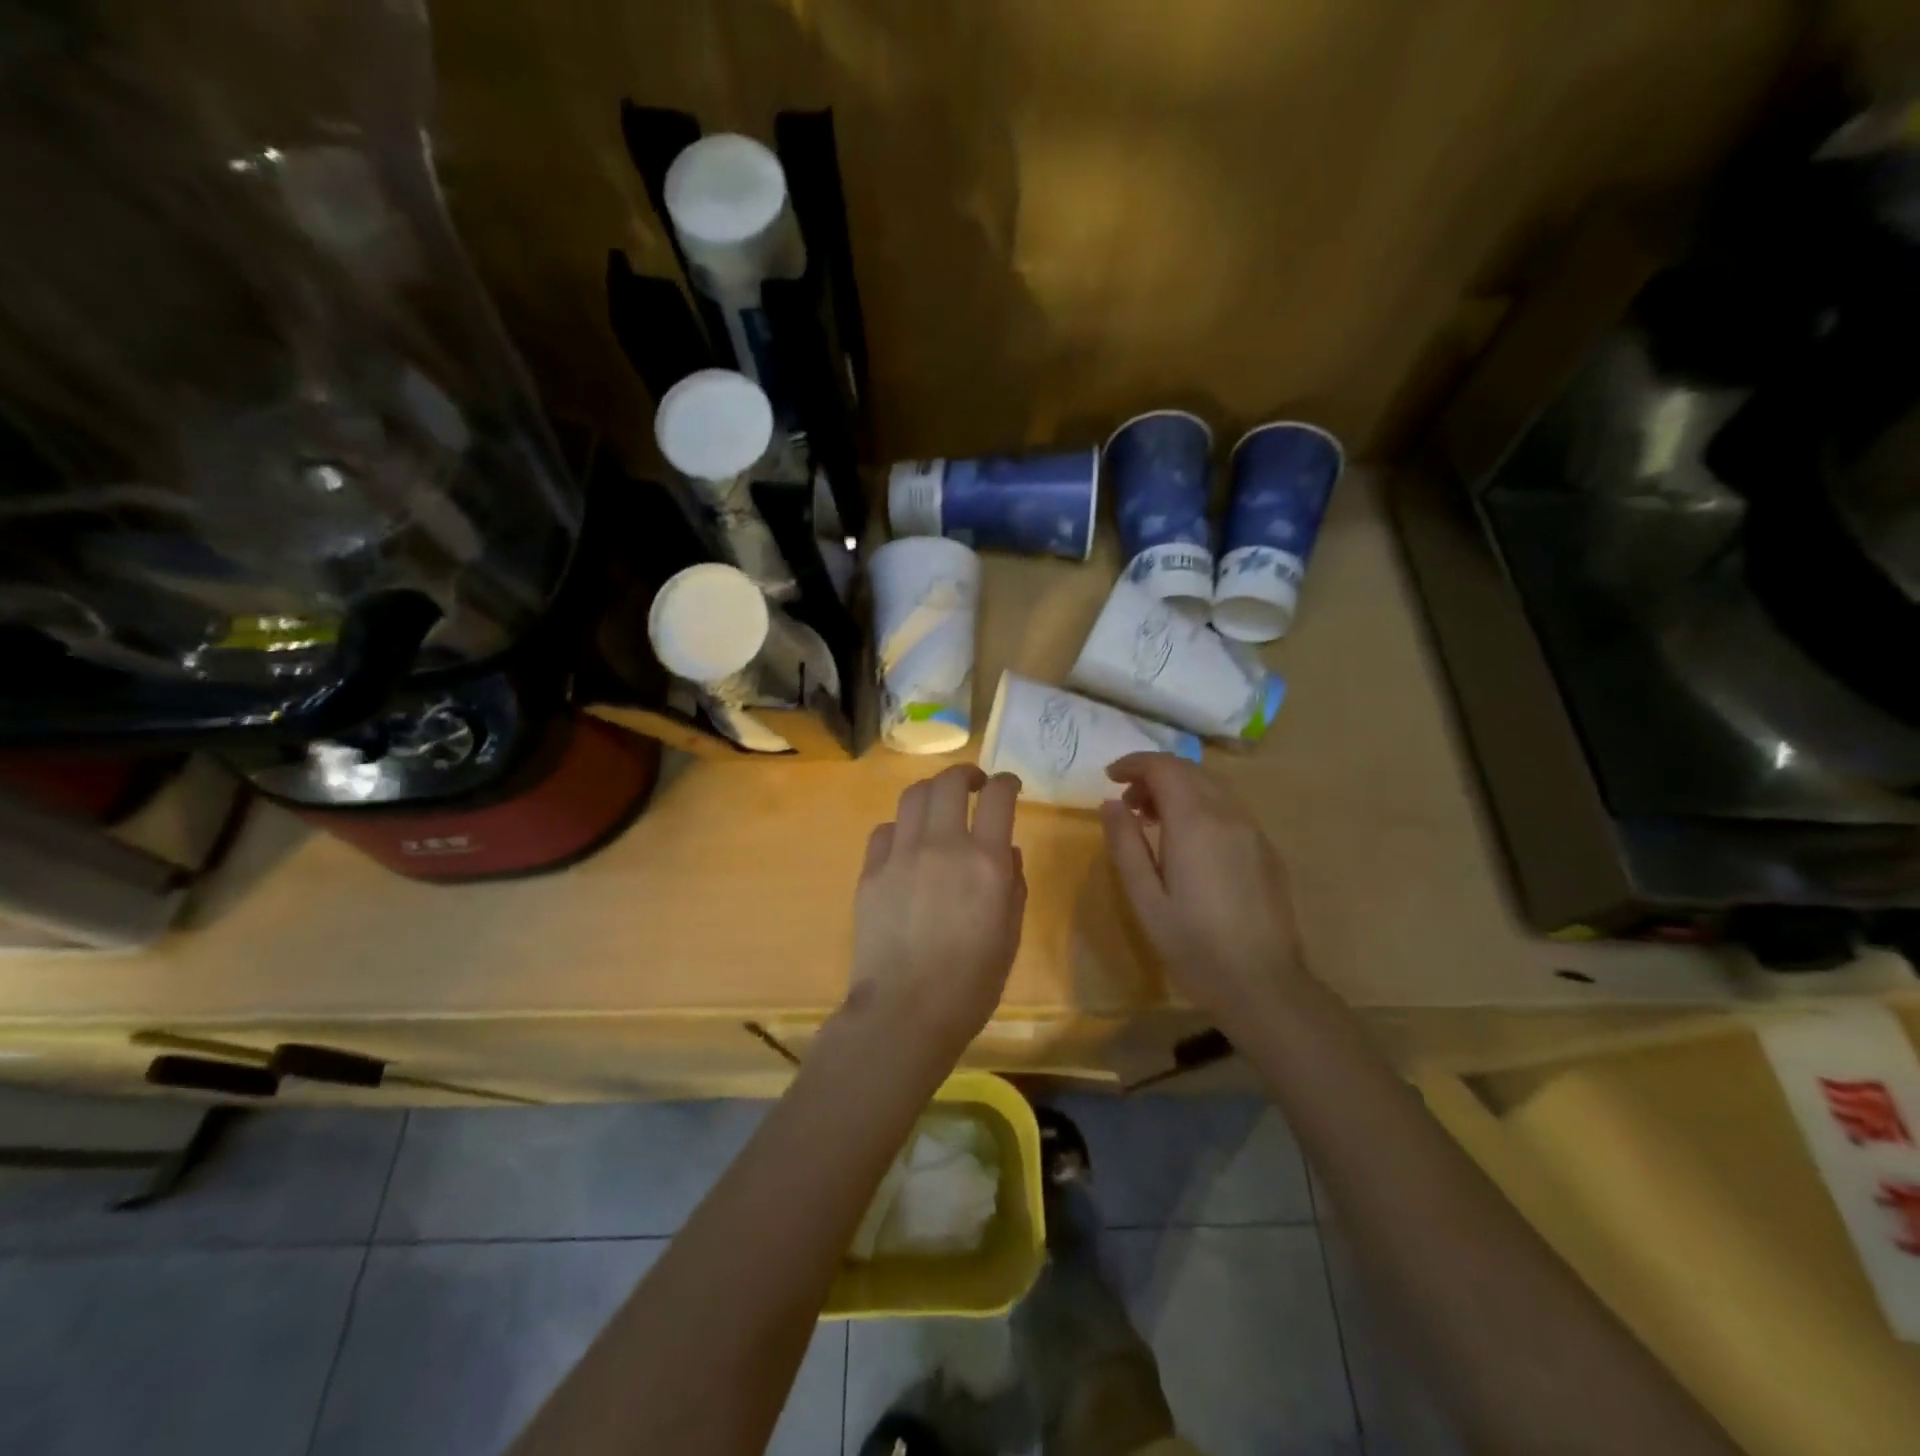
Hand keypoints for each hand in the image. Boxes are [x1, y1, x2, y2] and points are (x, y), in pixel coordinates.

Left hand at [847, 765, 1027, 1054]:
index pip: (998, 796)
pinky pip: (885, 830)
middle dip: (965, 774)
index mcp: (985, 861)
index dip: (1005, 782)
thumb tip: (1006, 851)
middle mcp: (942, 845)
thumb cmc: (972, 982)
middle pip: (949, 782)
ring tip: (939, 805)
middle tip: (973, 784)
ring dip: (931, 791)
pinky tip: (906, 844)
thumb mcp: (1010, 934)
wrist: (906, 1010)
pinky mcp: (870, 871)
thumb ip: (1013, 884)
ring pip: (913, 796)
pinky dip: (901, 827)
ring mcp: (901, 854)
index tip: (1008, 785)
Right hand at [1099, 752, 1307, 1026]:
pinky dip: (1202, 805)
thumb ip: (1125, 844)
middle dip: (1154, 775)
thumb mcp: (1145, 898)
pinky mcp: (1267, 850)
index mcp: (1195, 823)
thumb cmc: (1194, 945)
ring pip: (1213, 787)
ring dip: (1179, 788)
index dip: (1134, 763)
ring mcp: (1254, 831)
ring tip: (1155, 820)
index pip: (1164, 768)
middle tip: (1129, 804)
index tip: (1111, 777)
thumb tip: (1111, 804)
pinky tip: (1190, 841)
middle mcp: (1228, 815)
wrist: (1263, 984)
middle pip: (1189, 770)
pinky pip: (1230, 808)